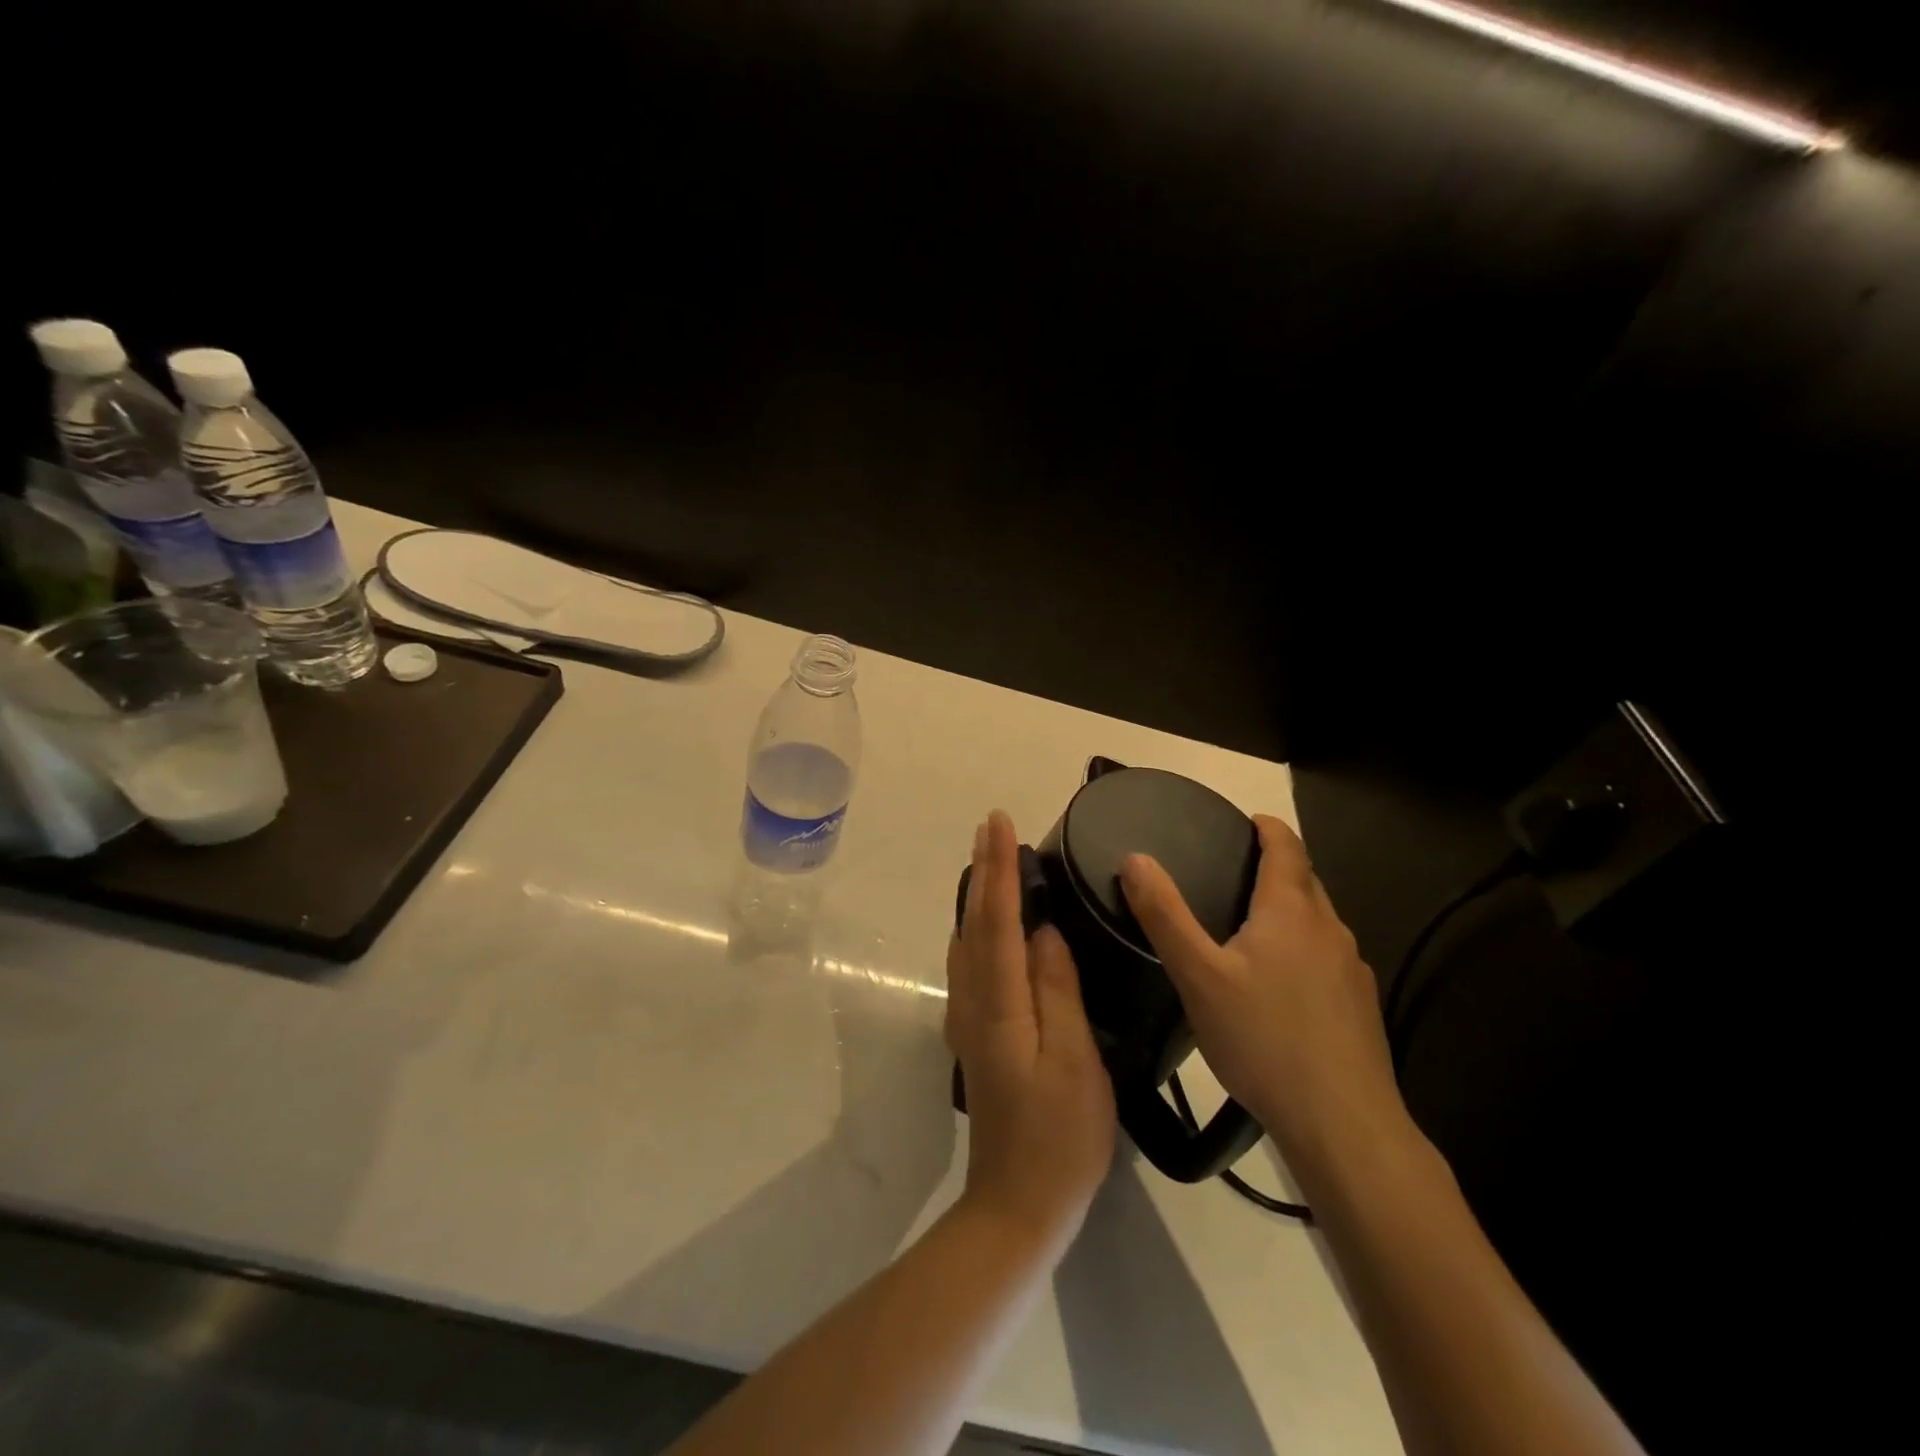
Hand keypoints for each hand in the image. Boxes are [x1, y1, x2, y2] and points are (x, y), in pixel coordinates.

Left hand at [946, 811, 1115, 1251]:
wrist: (1017, 1205)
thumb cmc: (1059, 1136)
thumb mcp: (1074, 1062)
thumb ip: (1055, 990)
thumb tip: (1042, 931)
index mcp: (999, 1004)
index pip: (996, 920)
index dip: (998, 868)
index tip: (998, 822)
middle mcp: (973, 1002)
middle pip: (973, 922)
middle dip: (982, 870)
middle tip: (992, 826)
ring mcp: (968, 1020)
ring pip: (967, 940)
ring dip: (978, 895)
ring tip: (993, 860)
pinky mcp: (974, 1035)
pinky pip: (971, 962)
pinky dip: (979, 927)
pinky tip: (991, 923)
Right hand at [1119, 815, 1404, 1165]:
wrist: (1343, 1123)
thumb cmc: (1264, 1038)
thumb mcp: (1198, 975)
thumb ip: (1164, 914)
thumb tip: (1135, 858)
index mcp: (1291, 911)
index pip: (1287, 847)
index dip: (1268, 827)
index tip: (1247, 820)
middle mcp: (1329, 930)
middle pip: (1306, 881)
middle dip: (1277, 866)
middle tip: (1233, 870)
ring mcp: (1352, 970)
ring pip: (1318, 922)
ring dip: (1289, 910)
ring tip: (1249, 925)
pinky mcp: (1360, 1007)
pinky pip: (1327, 958)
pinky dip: (1302, 950)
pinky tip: (1279, 985)